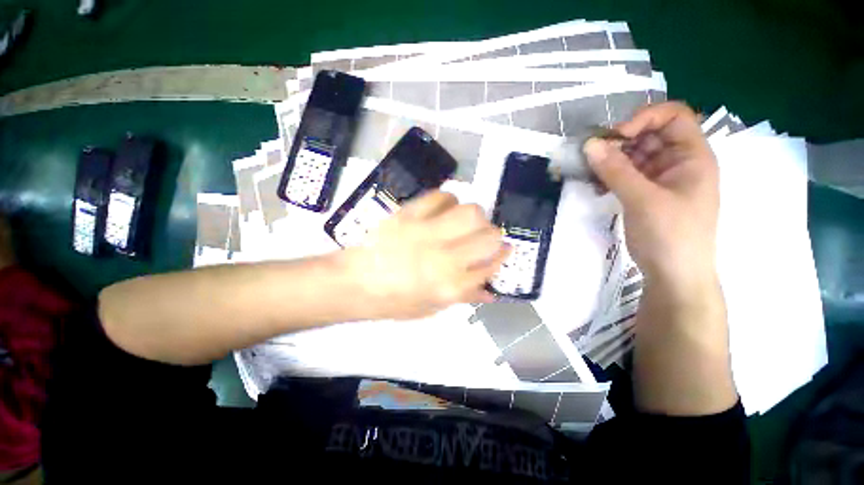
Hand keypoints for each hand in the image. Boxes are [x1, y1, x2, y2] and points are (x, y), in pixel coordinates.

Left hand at [343, 191, 509, 319]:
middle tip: (484, 236)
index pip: (490, 265)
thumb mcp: (430, 308)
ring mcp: (425, 232)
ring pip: (470, 211)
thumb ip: (463, 296)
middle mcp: (443, 257)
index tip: (505, 250)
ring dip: (474, 216)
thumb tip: (490, 291)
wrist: (353, 282)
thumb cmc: (392, 301)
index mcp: (449, 285)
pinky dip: (448, 200)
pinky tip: (443, 209)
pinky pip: (440, 196)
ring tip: (464, 222)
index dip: (502, 256)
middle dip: (493, 235)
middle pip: (487, 235)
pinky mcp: (409, 214)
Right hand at [583, 102, 719, 296]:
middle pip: (649, 135)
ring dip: (610, 162)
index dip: (644, 118)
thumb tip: (589, 145)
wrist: (674, 275)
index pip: (673, 116)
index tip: (614, 137)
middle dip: (619, 143)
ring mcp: (660, 179)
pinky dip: (609, 177)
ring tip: (590, 174)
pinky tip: (596, 188)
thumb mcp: (643, 200)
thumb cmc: (670, 235)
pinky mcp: (645, 194)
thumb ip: (615, 170)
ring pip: (633, 156)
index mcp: (692, 156)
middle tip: (592, 157)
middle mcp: (678, 162)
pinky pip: (625, 175)